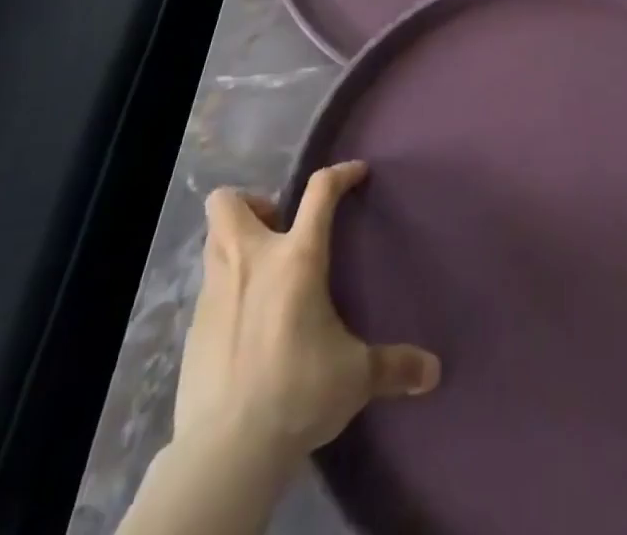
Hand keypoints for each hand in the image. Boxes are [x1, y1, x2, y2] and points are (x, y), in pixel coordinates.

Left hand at [174, 161, 441, 470]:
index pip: (320, 191)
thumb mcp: (355, 377)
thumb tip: (434, 372)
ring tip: (263, 271)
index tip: (356, 173)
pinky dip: (226, 289)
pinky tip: (245, 321)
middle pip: (230, 202)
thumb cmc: (297, 394)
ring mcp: (215, 293)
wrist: (225, 452)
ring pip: (212, 239)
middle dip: (253, 204)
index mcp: (297, 258)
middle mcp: (251, 261)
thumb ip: (393, 366)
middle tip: (279, 229)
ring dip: (234, 241)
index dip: (340, 174)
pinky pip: (208, 288)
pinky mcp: (192, 329)